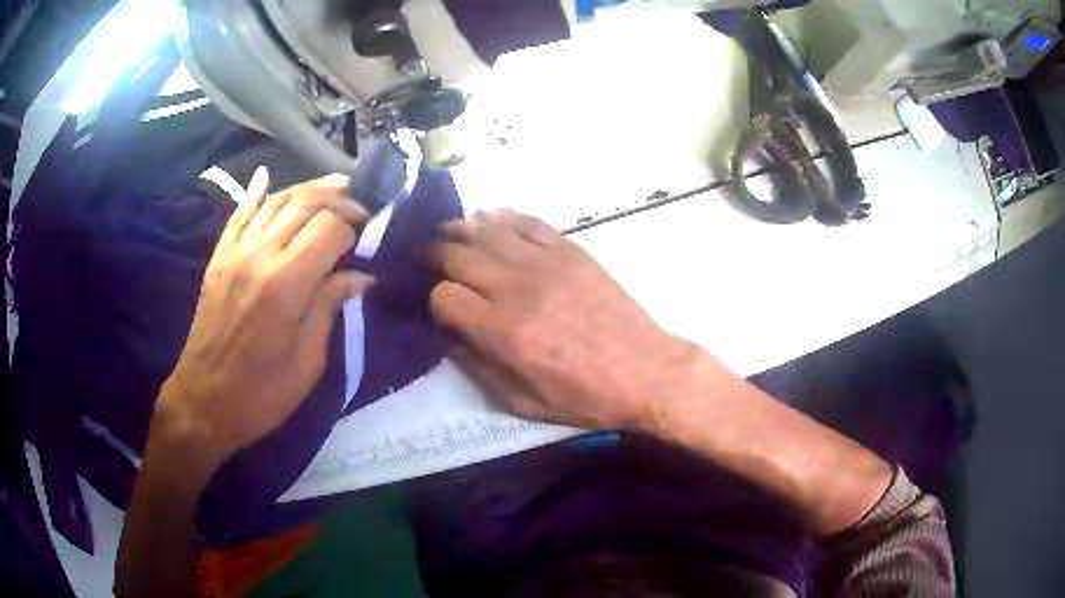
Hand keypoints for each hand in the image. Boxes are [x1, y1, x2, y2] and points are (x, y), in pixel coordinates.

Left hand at [154, 168, 373, 470]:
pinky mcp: (219, 258)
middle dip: (338, 200)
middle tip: (359, 211)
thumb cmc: (261, 395)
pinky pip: (239, 214)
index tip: (364, 247)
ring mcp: (235, 252)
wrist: (203, 402)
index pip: (329, 228)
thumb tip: (359, 276)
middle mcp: (259, 255)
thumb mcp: (307, 363)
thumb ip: (330, 308)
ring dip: (308, 189)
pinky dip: (256, 192)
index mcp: (285, 285)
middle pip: (305, 203)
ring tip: (335, 186)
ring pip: (275, 200)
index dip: (353, 231)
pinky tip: (267, 176)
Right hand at [430, 210, 693, 430]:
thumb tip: (452, 339)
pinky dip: (504, 217)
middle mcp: (518, 289)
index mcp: (503, 332)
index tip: (442, 308)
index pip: (444, 296)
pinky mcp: (572, 250)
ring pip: (488, 231)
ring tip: (447, 231)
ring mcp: (547, 263)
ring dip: (461, 229)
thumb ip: (480, 370)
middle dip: (436, 257)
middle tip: (428, 259)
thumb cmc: (587, 397)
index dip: (435, 300)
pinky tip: (490, 217)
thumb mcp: (525, 404)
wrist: (647, 371)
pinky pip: (529, 222)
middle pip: (458, 256)